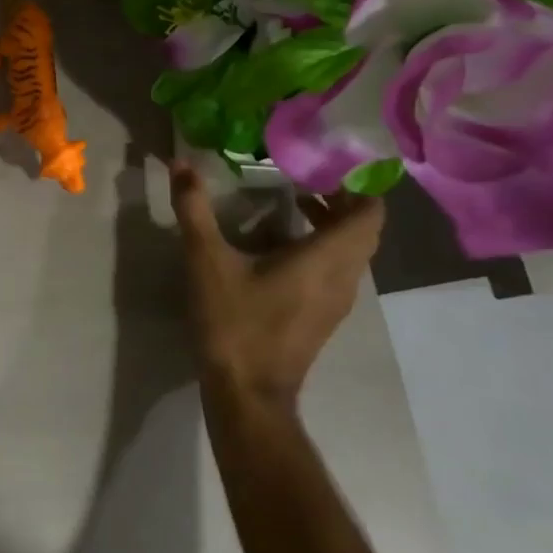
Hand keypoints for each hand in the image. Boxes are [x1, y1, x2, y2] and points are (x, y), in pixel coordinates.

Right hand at [169, 160, 383, 410]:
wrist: (247, 392)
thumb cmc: (234, 322)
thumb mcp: (206, 261)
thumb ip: (194, 209)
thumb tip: (181, 163)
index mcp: (326, 259)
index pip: (371, 214)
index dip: (358, 184)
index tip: (329, 161)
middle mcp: (343, 278)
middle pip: (362, 230)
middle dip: (341, 199)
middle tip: (305, 174)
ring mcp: (336, 302)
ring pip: (351, 252)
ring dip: (331, 224)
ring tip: (293, 201)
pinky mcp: (322, 318)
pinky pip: (336, 271)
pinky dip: (321, 248)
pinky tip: (280, 245)